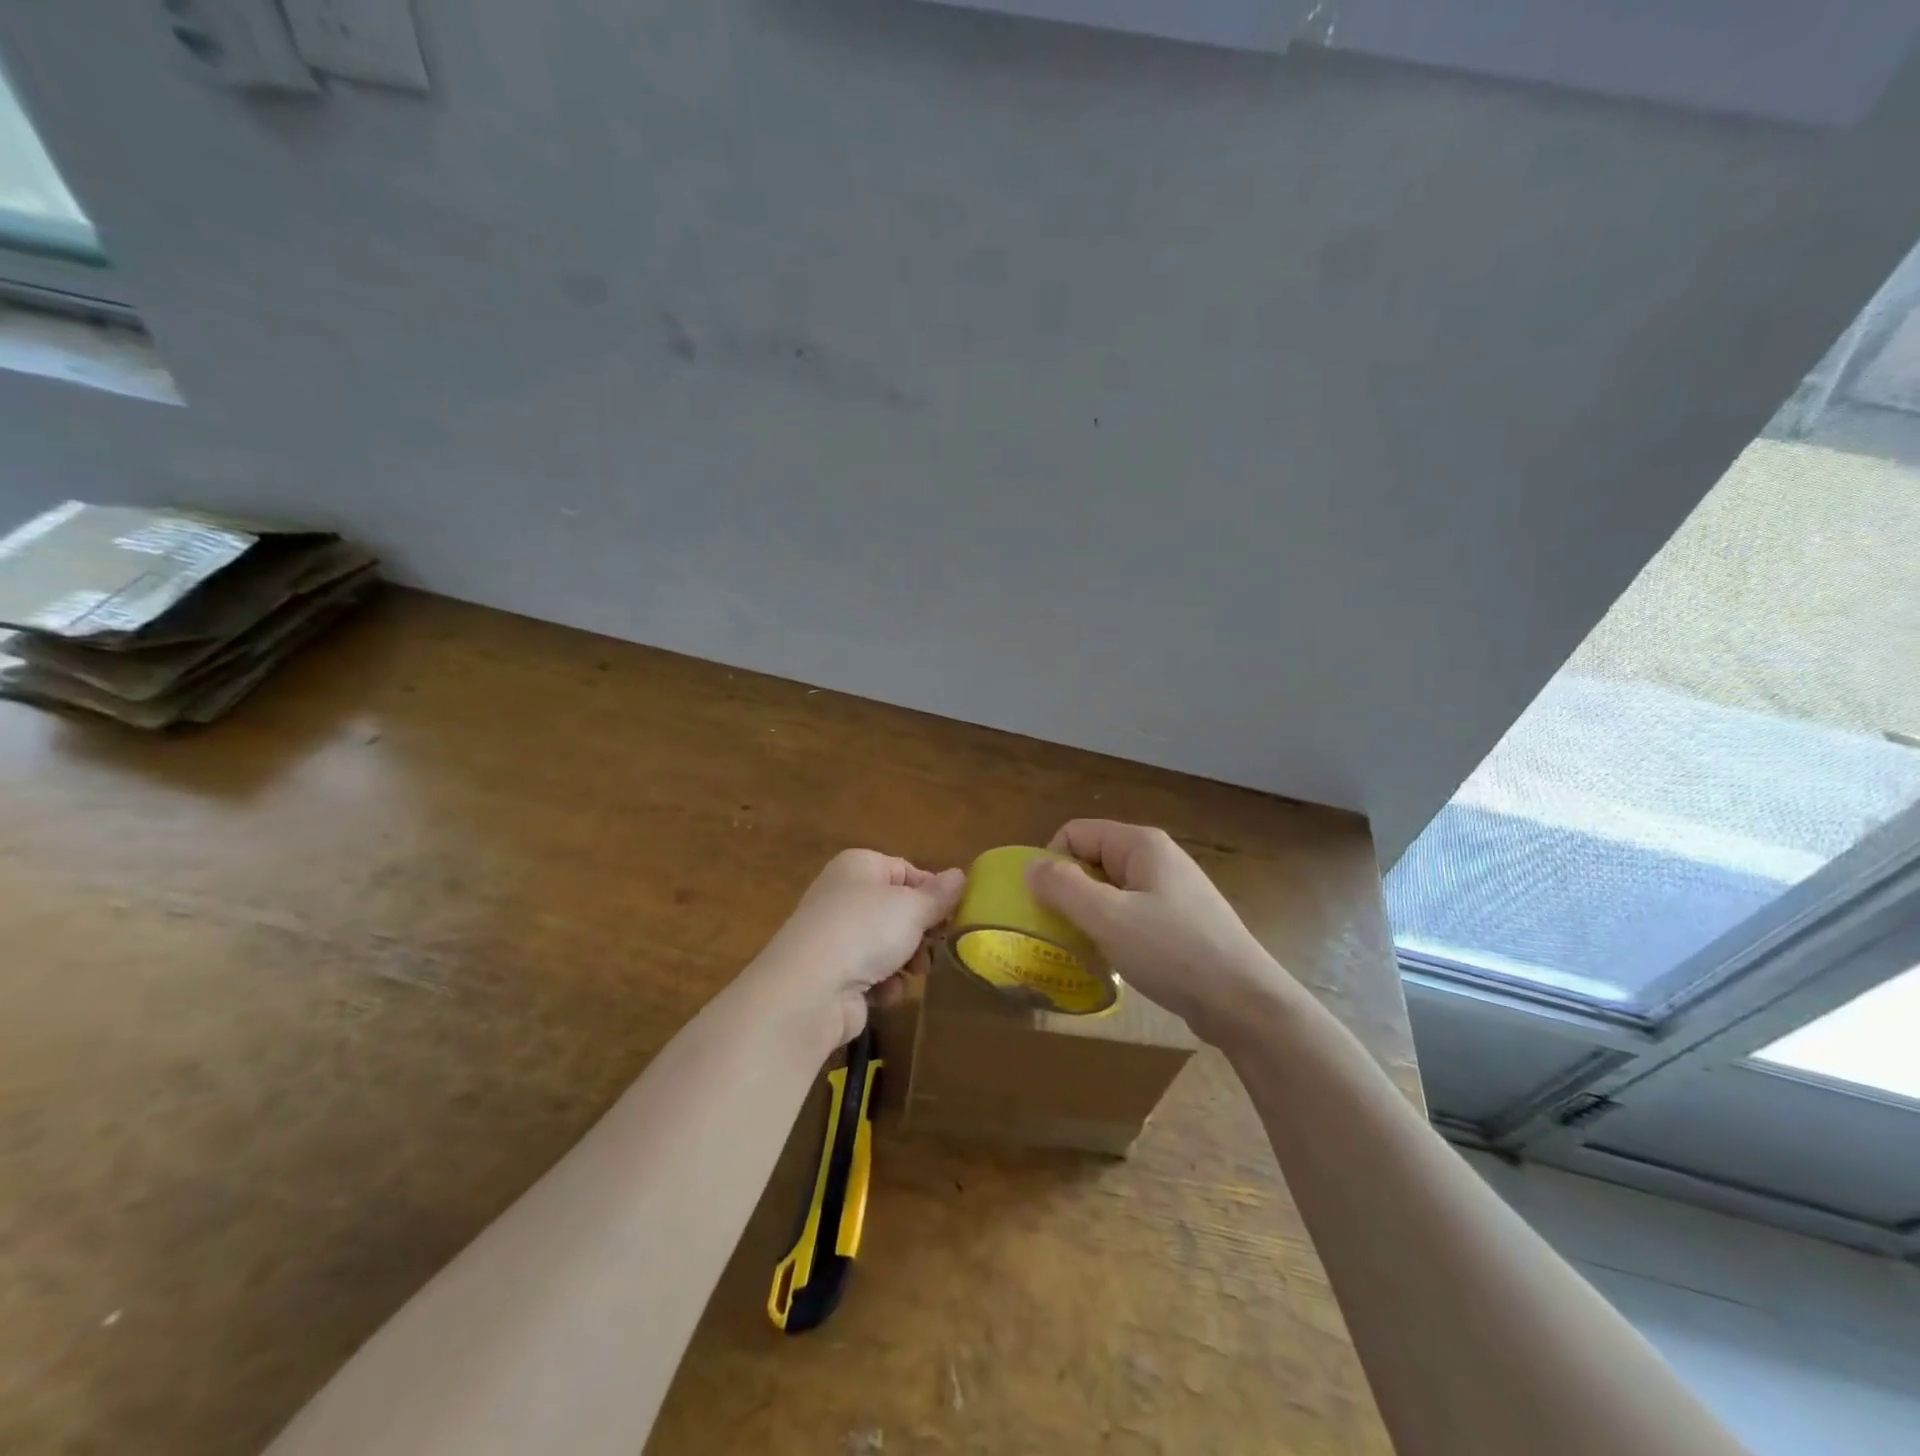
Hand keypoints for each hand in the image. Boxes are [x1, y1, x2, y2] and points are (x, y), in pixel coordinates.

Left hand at [753, 849, 964, 1048]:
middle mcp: (844, 894)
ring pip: (887, 944)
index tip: (953, 915)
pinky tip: (884, 992)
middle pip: (897, 910)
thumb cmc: (866, 930)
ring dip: (906, 961)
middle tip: (936, 947)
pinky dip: (883, 983)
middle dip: (921, 933)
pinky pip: (870, 973)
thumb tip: (960, 874)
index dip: (932, 893)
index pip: (906, 871)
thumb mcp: (912, 907)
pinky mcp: (832, 973)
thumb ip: (940, 894)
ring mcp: (835, 935)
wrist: (810, 988)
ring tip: (913, 972)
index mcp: (859, 866)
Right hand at [1025, 820, 1300, 1045]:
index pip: (1075, 833)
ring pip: (1110, 890)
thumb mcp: (1108, 918)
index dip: (1052, 863)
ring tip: (1085, 950)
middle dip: (1069, 892)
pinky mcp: (1179, 921)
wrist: (1244, 1003)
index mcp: (1140, 844)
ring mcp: (1171, 890)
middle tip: (1061, 932)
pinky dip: (1113, 932)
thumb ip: (1063, 887)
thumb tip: (1030, 866)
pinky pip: (1130, 913)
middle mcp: (1156, 858)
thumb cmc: (1173, 953)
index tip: (1045, 906)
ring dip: (1089, 916)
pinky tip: (1114, 962)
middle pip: (1092, 860)